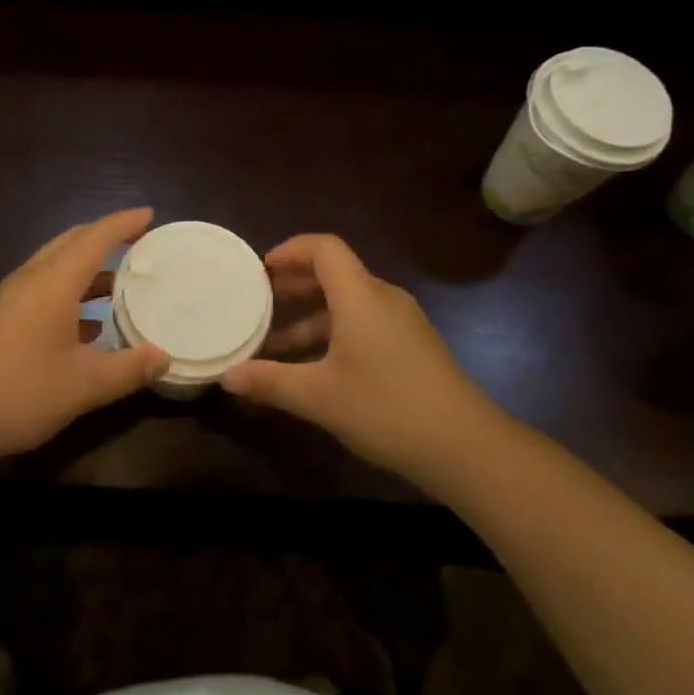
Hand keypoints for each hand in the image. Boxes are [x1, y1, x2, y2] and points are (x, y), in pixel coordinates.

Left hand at [0, 208, 169, 463]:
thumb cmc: (18, 390)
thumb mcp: (83, 385)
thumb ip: (128, 369)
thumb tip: (164, 357)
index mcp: (54, 281)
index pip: (96, 237)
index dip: (124, 223)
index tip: (151, 216)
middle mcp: (32, 279)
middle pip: (72, 242)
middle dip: (106, 237)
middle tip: (139, 243)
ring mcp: (12, 298)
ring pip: (56, 266)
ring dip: (88, 267)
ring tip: (121, 283)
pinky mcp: (0, 319)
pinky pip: (45, 289)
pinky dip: (71, 292)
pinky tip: (88, 326)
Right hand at [222, 234, 497, 488]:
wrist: (467, 447)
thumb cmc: (388, 409)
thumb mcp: (320, 397)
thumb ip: (271, 382)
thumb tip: (226, 377)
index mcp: (360, 295)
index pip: (324, 248)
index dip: (291, 250)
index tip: (261, 270)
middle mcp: (382, 298)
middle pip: (334, 272)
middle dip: (294, 283)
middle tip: (260, 302)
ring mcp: (402, 322)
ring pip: (348, 302)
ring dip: (311, 315)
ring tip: (277, 342)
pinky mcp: (413, 345)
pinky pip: (364, 321)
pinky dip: (334, 331)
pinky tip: (316, 366)